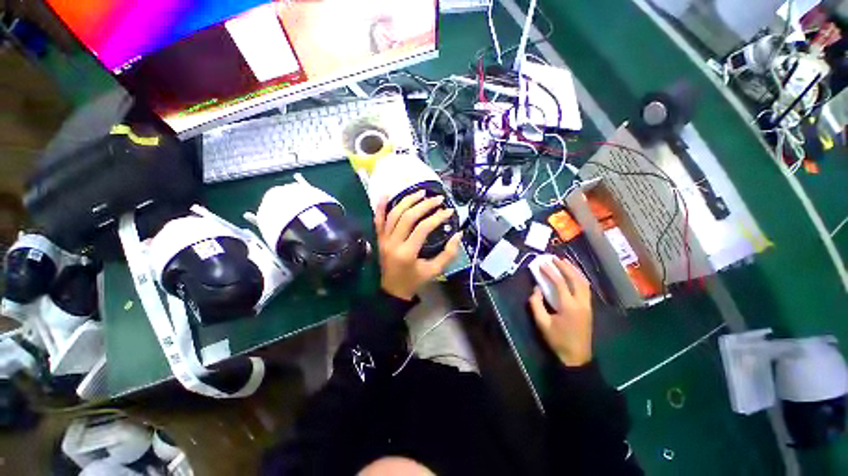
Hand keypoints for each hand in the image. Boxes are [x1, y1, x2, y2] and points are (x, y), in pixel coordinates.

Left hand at [374, 191, 462, 300]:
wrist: (393, 291)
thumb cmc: (415, 281)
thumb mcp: (435, 271)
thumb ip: (448, 253)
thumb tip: (458, 234)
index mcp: (407, 253)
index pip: (423, 228)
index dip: (437, 217)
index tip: (449, 211)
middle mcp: (393, 243)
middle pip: (408, 217)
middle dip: (425, 205)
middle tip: (438, 198)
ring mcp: (383, 240)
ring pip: (394, 214)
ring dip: (407, 200)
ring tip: (421, 192)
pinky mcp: (379, 239)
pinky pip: (378, 220)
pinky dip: (381, 206)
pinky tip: (387, 193)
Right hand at [528, 258, 592, 366]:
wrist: (577, 357)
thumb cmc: (557, 340)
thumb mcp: (542, 323)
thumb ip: (536, 304)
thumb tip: (537, 289)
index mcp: (569, 306)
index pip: (559, 283)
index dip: (550, 272)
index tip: (541, 264)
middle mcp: (581, 303)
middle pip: (575, 279)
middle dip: (565, 267)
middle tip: (554, 258)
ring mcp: (587, 305)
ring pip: (584, 282)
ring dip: (574, 271)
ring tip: (564, 262)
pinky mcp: (589, 308)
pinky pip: (586, 288)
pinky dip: (579, 278)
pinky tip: (573, 275)